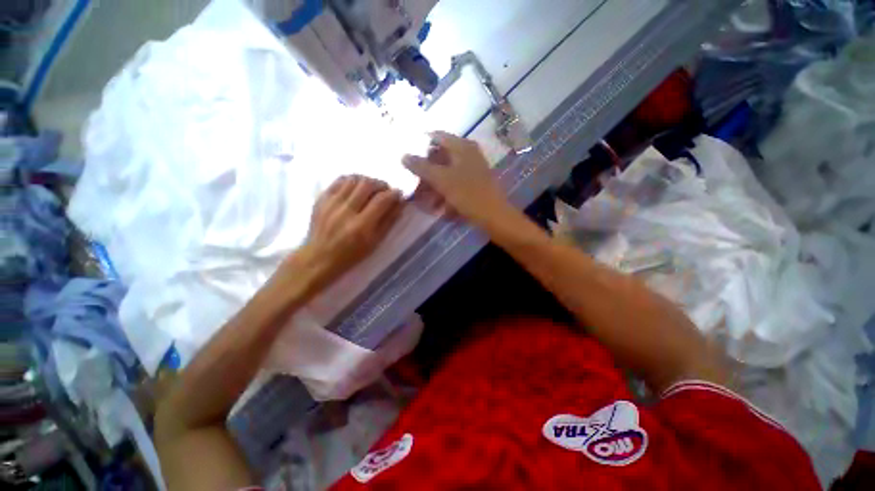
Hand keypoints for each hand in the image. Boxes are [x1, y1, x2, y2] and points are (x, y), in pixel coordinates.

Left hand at [298, 175, 403, 284]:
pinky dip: (352, 180)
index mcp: (361, 226)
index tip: (399, 193)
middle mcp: (345, 211)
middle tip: (385, 190)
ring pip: (353, 179)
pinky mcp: (321, 199)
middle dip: (381, 184)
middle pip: (367, 184)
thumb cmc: (352, 254)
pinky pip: (339, 180)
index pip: (381, 200)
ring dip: (367, 181)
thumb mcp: (375, 242)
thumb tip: (400, 202)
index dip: (393, 194)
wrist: (319, 257)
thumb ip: (389, 221)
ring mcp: (331, 203)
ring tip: (371, 189)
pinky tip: (356, 187)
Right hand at [402, 132, 509, 225]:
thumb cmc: (468, 194)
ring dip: (434, 184)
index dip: (420, 144)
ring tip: (424, 198)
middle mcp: (468, 153)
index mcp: (462, 146)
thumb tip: (403, 155)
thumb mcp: (442, 179)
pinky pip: (454, 183)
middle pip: (441, 156)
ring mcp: (472, 169)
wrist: (494, 215)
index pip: (437, 136)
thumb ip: (421, 167)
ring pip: (446, 172)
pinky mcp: (474, 183)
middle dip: (426, 170)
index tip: (407, 156)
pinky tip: (438, 205)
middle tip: (414, 181)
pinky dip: (444, 191)